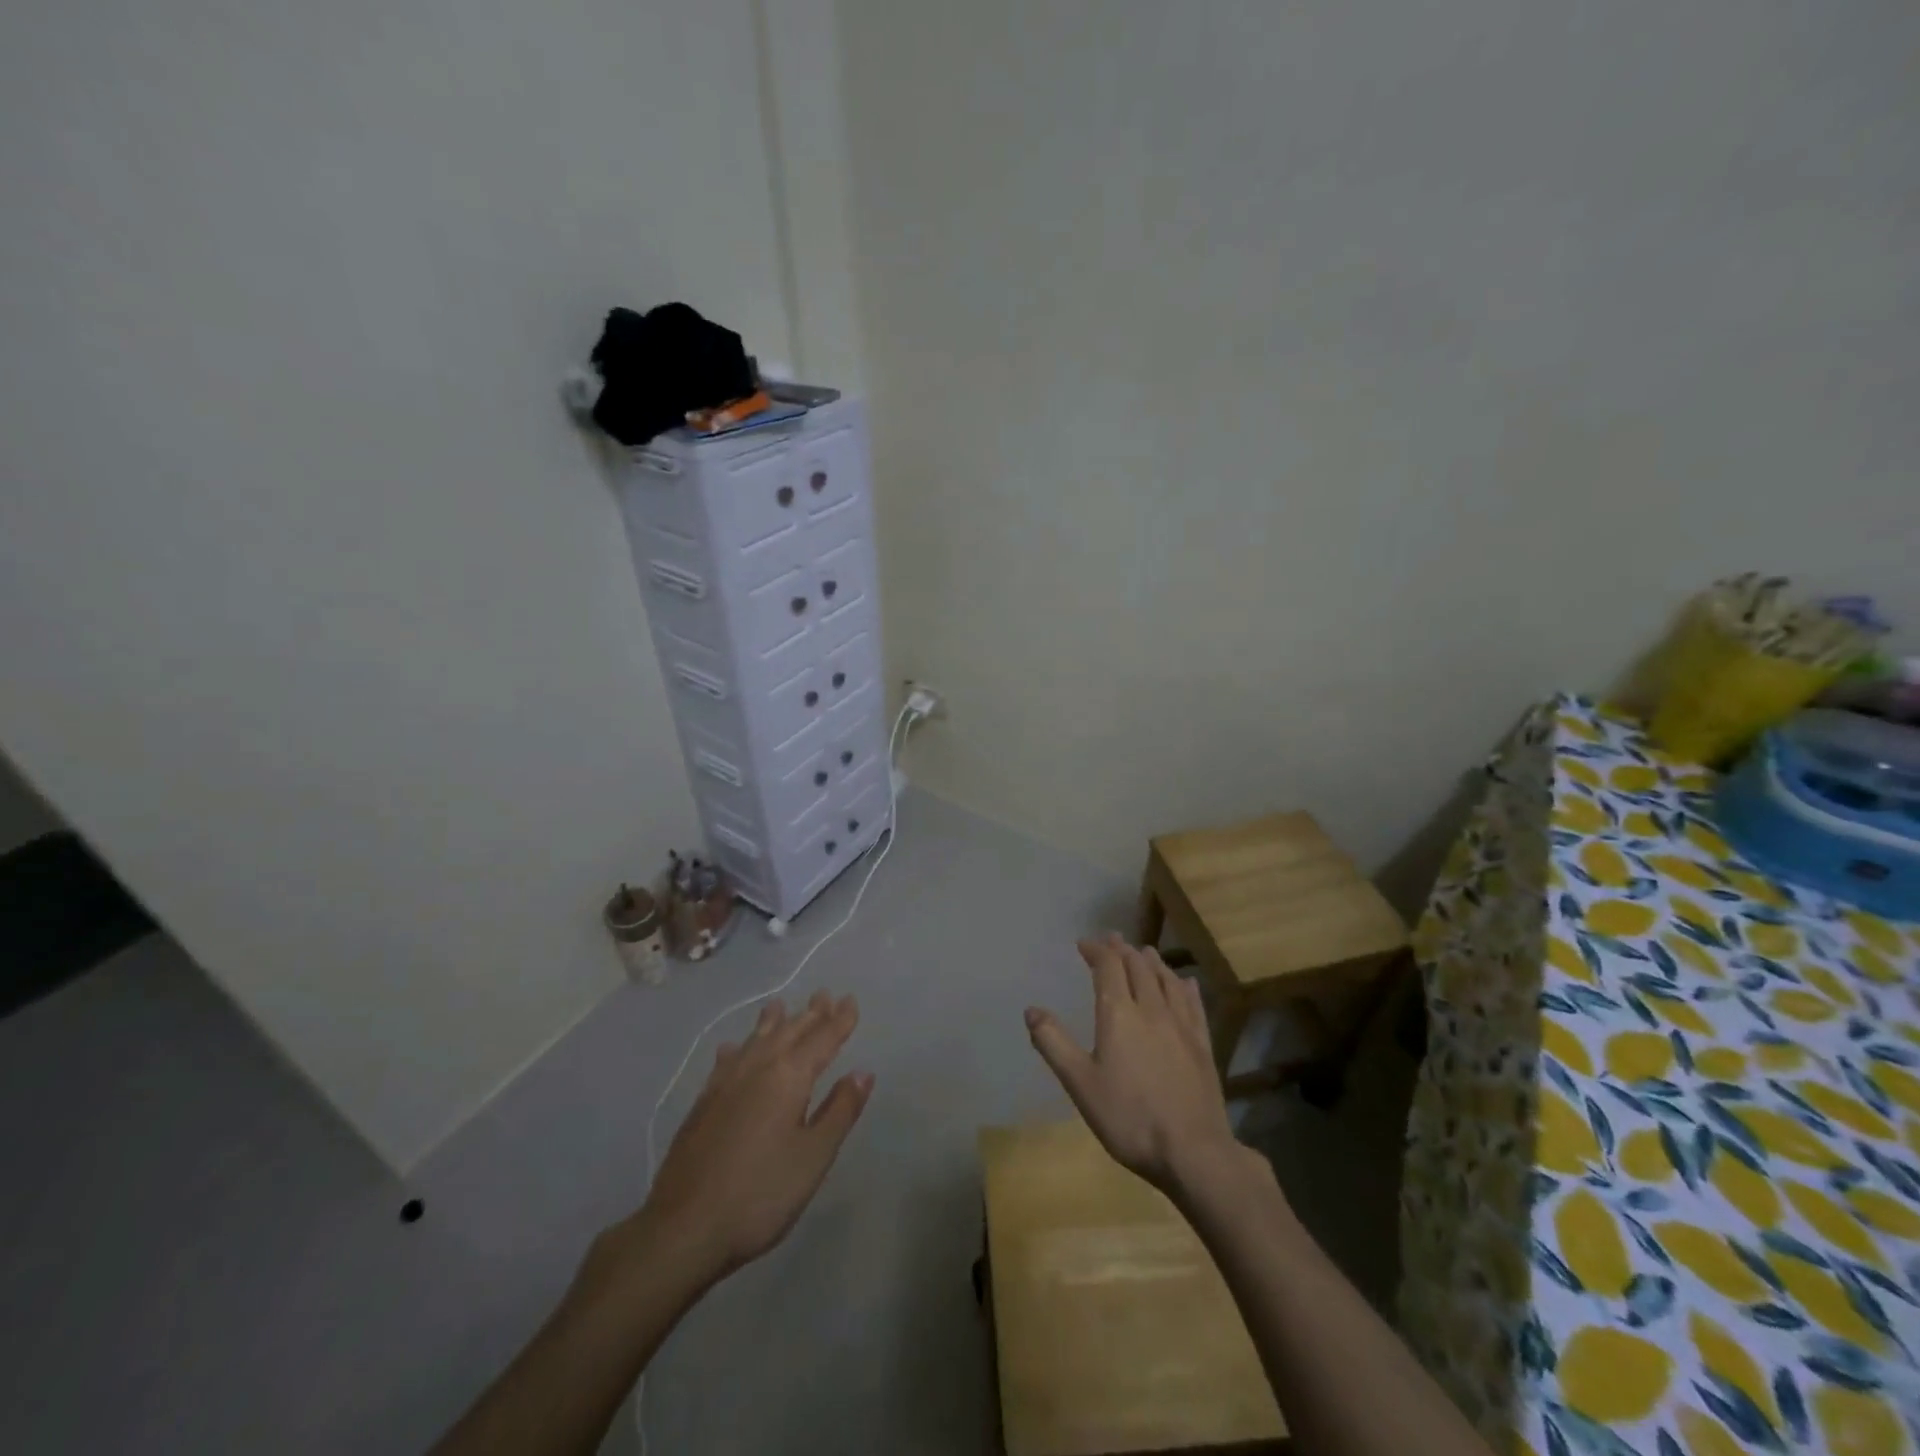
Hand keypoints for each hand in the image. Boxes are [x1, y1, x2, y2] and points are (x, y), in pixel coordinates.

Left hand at [639, 990, 872, 1285]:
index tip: (851, 1000)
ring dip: (773, 1022)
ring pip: (756, 1040)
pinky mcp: (703, 1102)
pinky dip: (738, 1048)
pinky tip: (732, 1049)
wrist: (684, 1227)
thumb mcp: (813, 1157)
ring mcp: (725, 1083)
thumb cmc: (761, 1194)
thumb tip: (862, 1072)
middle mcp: (758, 1068)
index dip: (839, 1020)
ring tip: (781, 1006)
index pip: (822, 1039)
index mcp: (789, 1077)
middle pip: (789, 1032)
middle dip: (810, 1014)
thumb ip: (839, 1111)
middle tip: (824, 996)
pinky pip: (727, 1060)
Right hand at [1025, 935, 1241, 1194]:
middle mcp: (1152, 1009)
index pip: (1108, 967)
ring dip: (1152, 962)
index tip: (1084, 944)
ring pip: (1167, 980)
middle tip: (1112, 940)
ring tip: (1145, 952)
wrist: (1193, 1151)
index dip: (1096, 951)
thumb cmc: (1129, 1118)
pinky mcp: (1202, 1045)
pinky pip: (1193, 1004)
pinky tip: (1185, 984)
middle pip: (1138, 967)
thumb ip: (1054, 1043)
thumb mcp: (1080, 1084)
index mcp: (1119, 1014)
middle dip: (1122, 950)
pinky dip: (1184, 987)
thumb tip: (1031, 1010)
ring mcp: (1181, 1026)